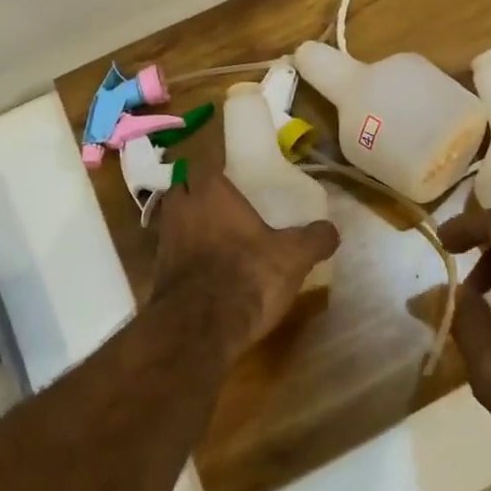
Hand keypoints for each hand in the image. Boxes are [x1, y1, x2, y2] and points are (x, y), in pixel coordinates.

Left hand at [153, 167, 338, 356]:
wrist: (199, 329)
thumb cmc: (247, 275)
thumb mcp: (293, 257)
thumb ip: (314, 239)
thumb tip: (332, 230)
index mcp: (210, 191)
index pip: (201, 161)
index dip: (213, 165)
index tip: (230, 173)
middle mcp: (181, 208)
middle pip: (181, 187)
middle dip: (196, 190)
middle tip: (222, 201)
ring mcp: (164, 240)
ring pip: (173, 218)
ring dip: (189, 222)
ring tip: (214, 233)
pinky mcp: (157, 272)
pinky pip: (170, 251)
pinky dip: (184, 254)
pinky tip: (205, 267)